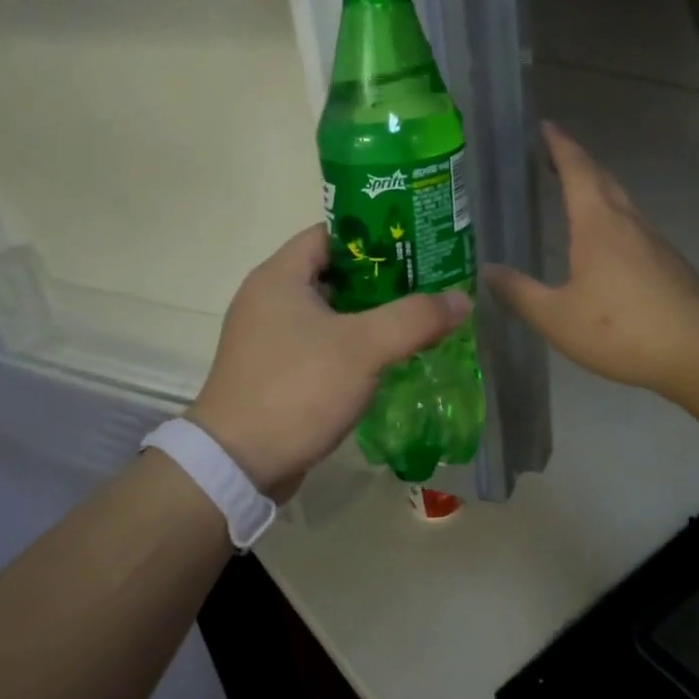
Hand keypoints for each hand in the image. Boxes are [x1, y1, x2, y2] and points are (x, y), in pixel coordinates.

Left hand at [186, 225, 470, 503]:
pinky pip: (322, 343)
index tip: (417, 247)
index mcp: (280, 276)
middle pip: (335, 272)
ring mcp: (269, 336)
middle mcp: (269, 298)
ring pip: (330, 311)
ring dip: (370, 315)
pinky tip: (387, 358)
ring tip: (417, 319)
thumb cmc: (297, 389)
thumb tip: (461, 298)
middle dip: (382, 278)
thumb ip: (415, 318)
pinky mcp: (275, 369)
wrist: (237, 465)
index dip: (375, 237)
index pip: (332, 233)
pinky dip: (353, 344)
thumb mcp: (363, 348)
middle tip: (428, 285)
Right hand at [485, 121, 698, 398]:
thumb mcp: (557, 318)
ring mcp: (653, 241)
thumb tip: (488, 270)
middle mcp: (627, 222)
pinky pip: (632, 226)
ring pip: (621, 201)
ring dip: (596, 188)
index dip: (559, 146)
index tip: (544, 126)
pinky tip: (604, 243)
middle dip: (577, 161)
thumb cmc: (622, 329)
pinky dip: (611, 217)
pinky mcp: (668, 263)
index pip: (576, 170)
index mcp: (597, 224)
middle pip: (602, 178)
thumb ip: (520, 293)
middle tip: (552, 154)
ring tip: (573, 193)